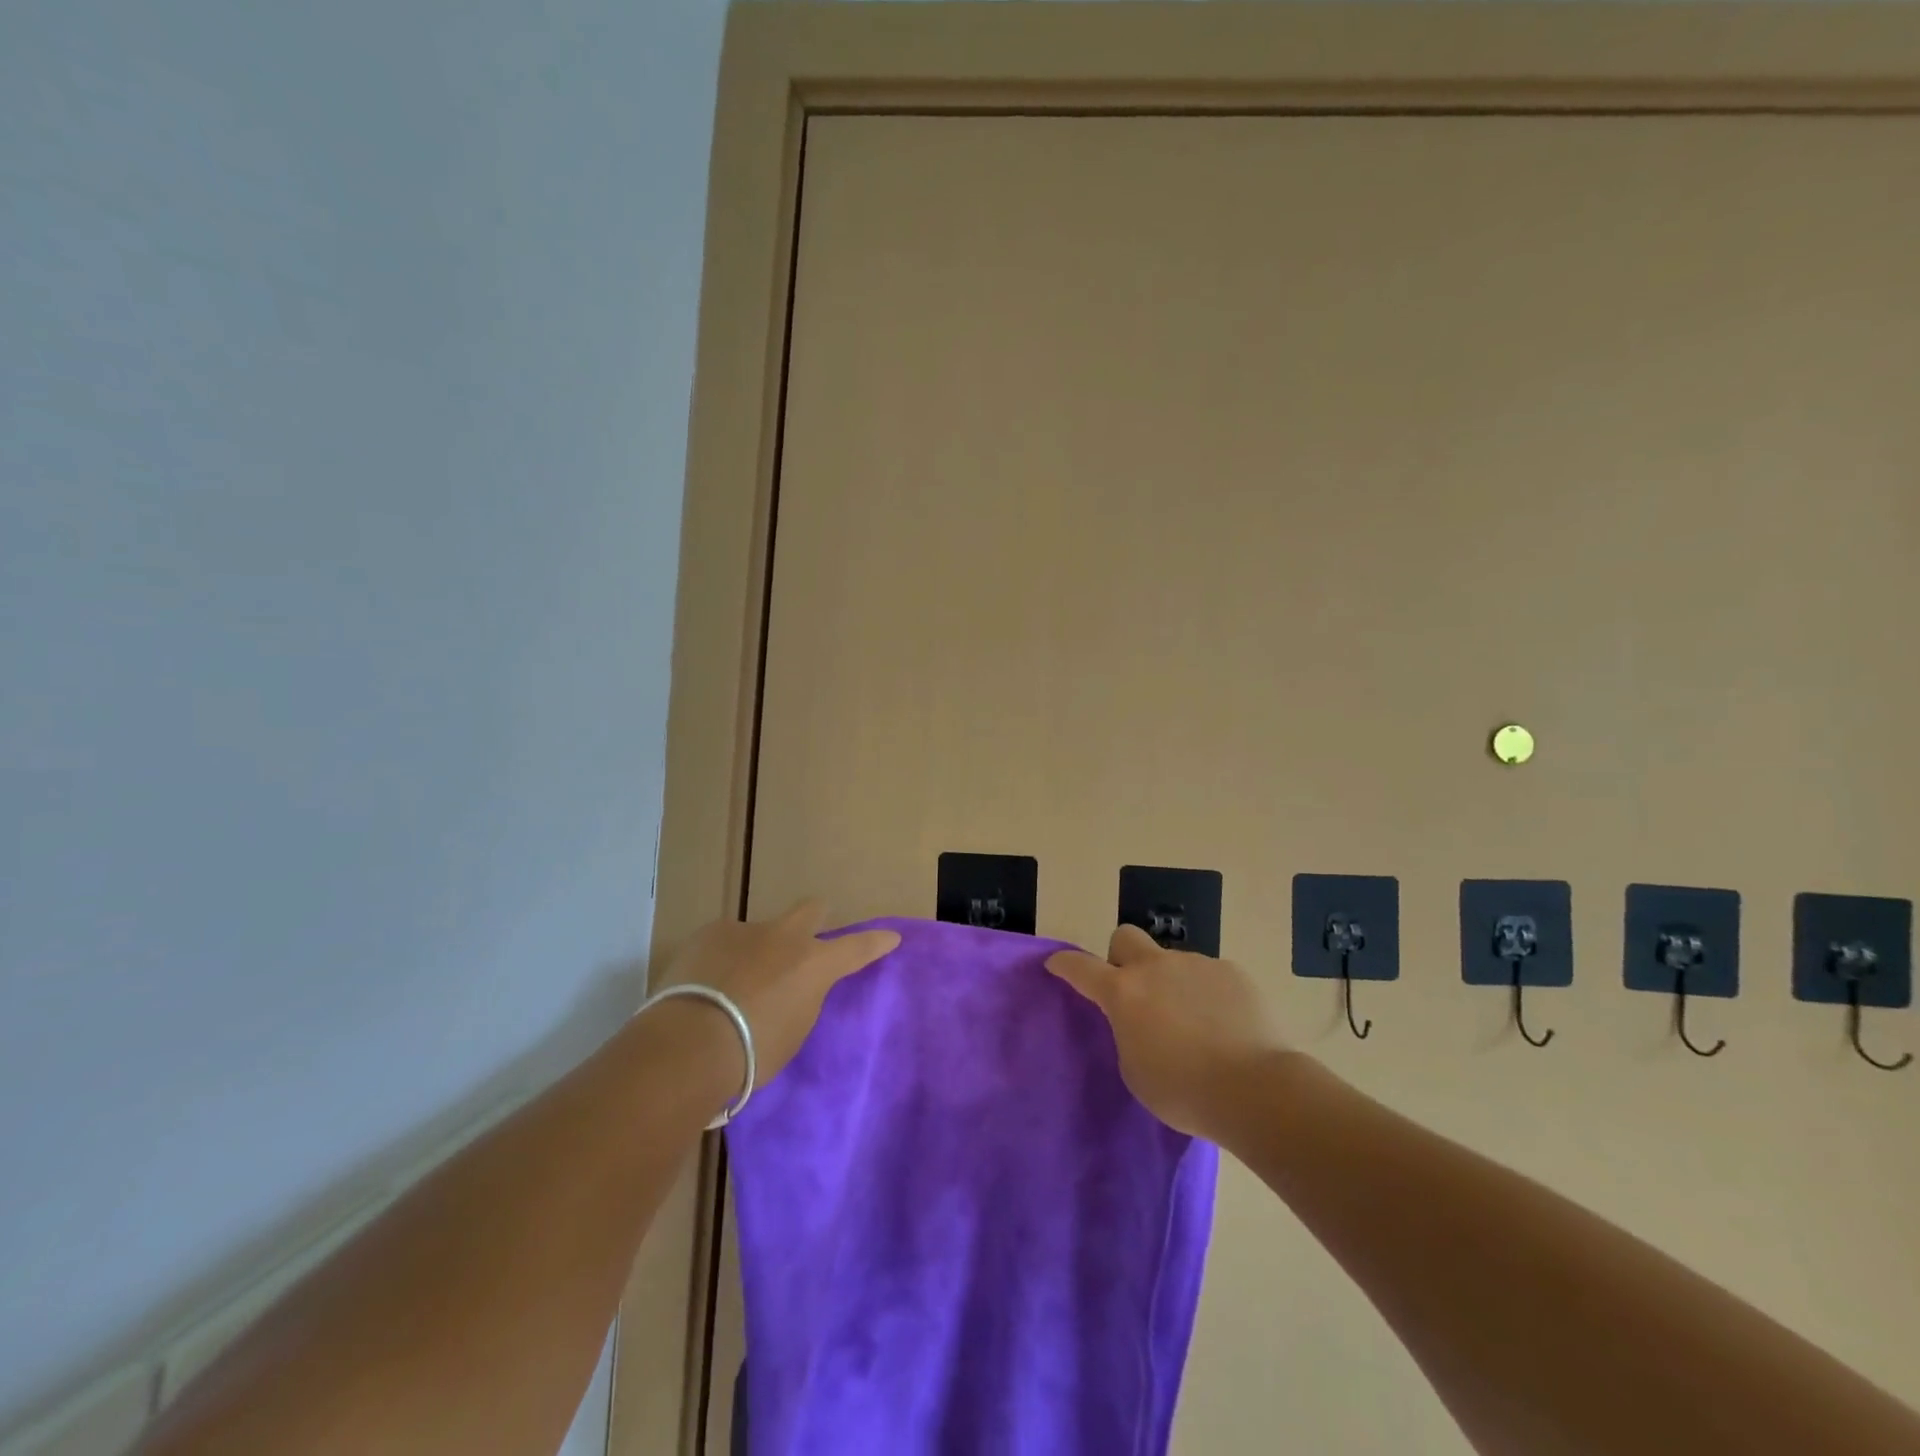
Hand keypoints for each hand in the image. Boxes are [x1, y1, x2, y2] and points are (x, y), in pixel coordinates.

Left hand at [654, 901, 899, 1085]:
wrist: (690, 1043)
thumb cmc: (752, 1052)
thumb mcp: (792, 1032)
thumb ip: (800, 1002)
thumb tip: (791, 990)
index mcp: (814, 964)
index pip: (857, 947)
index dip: (876, 942)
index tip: (891, 937)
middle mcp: (785, 937)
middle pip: (811, 910)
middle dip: (815, 918)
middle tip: (807, 938)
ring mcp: (745, 930)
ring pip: (760, 932)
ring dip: (756, 952)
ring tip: (734, 986)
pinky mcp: (708, 933)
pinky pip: (724, 943)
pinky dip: (722, 960)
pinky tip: (705, 986)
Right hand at [1047, 925, 1289, 1138]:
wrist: (1255, 1088)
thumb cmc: (1183, 1090)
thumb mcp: (1135, 1070)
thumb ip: (1127, 1033)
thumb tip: (1138, 1019)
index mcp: (1123, 992)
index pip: (1081, 967)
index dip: (1065, 964)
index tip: (1056, 964)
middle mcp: (1155, 967)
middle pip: (1125, 937)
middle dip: (1121, 956)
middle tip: (1134, 991)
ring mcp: (1195, 964)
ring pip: (1171, 962)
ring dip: (1170, 983)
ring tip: (1192, 1023)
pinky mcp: (1231, 972)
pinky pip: (1208, 976)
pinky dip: (1206, 994)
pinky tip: (1223, 1025)